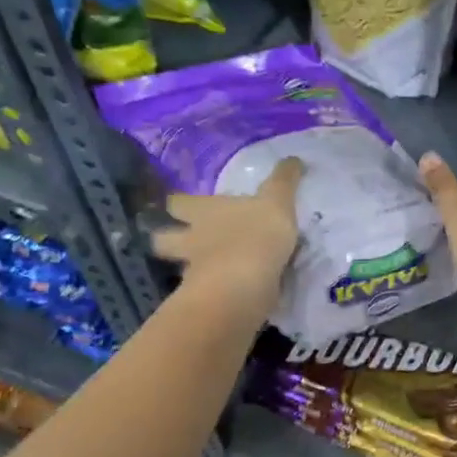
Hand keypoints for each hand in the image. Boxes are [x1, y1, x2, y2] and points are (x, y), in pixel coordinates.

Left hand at [150, 158, 303, 300]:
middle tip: (180, 240)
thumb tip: (294, 158)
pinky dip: (211, 291)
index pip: (178, 202)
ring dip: (188, 268)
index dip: (178, 202)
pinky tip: (225, 292)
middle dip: (166, 239)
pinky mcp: (206, 298)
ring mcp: (194, 271)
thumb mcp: (277, 200)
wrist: (245, 284)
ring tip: (204, 270)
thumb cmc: (257, 234)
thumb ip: (284, 181)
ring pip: (180, 268)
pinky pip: (204, 292)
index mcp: (204, 211)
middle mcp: (191, 239)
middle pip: (163, 239)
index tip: (178, 202)